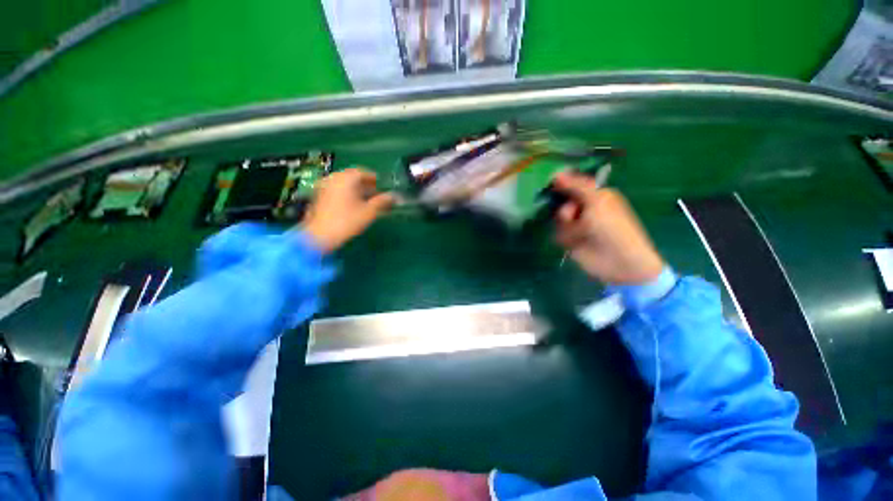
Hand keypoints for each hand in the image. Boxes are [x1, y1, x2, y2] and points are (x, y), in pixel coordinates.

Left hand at [300, 168, 394, 252]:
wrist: (319, 236)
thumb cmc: (347, 221)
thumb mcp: (369, 212)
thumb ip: (382, 201)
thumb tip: (395, 196)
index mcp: (346, 178)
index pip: (362, 172)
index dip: (374, 178)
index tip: (383, 186)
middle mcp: (333, 178)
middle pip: (352, 177)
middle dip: (366, 185)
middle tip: (377, 194)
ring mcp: (324, 187)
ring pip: (344, 184)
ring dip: (357, 190)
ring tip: (367, 201)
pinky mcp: (319, 196)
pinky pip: (337, 190)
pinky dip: (347, 194)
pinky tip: (353, 205)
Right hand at [552, 171, 664, 284]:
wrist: (618, 262)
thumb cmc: (613, 228)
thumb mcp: (598, 202)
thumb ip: (577, 186)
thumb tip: (556, 173)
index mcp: (595, 195)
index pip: (572, 184)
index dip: (561, 185)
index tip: (550, 184)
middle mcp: (584, 208)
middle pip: (561, 202)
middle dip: (566, 210)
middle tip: (573, 215)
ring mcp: (576, 224)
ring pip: (557, 219)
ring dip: (567, 227)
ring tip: (580, 235)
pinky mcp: (570, 239)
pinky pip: (557, 233)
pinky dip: (565, 238)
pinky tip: (576, 243)